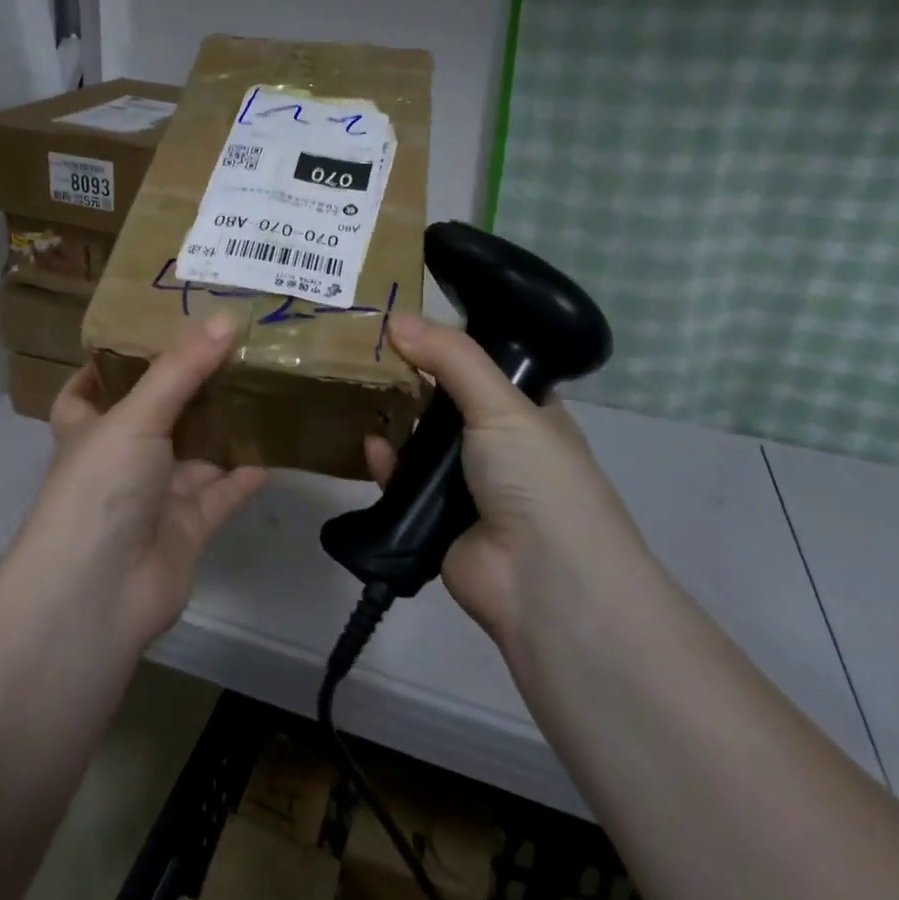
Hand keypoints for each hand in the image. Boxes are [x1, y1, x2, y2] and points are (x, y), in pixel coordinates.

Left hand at [9, 315, 266, 649]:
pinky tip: (274, 448)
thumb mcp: (136, 416)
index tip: (140, 334)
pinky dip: (244, 476)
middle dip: (184, 389)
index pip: (86, 392)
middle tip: (226, 349)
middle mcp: (119, 462)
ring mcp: (153, 498)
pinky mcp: (186, 530)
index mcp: (89, 430)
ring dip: (220, 429)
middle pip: (152, 418)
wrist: (99, 593)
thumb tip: (224, 318)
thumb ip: (180, 369)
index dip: (104, 366)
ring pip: (193, 455)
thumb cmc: (101, 487)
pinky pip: (221, 495)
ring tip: (259, 386)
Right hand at [364, 313, 646, 649]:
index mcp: (527, 413)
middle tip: (365, 349)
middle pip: (445, 403)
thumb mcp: (502, 404)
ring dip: (394, 421)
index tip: (402, 319)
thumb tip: (396, 317)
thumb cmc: (537, 478)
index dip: (446, 344)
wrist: (543, 582)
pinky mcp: (434, 520)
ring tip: (355, 387)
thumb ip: (451, 357)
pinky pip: (402, 483)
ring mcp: (466, 486)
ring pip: (420, 443)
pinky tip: (371, 447)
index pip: (483, 366)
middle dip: (410, 380)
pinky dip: (387, 466)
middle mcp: (498, 446)